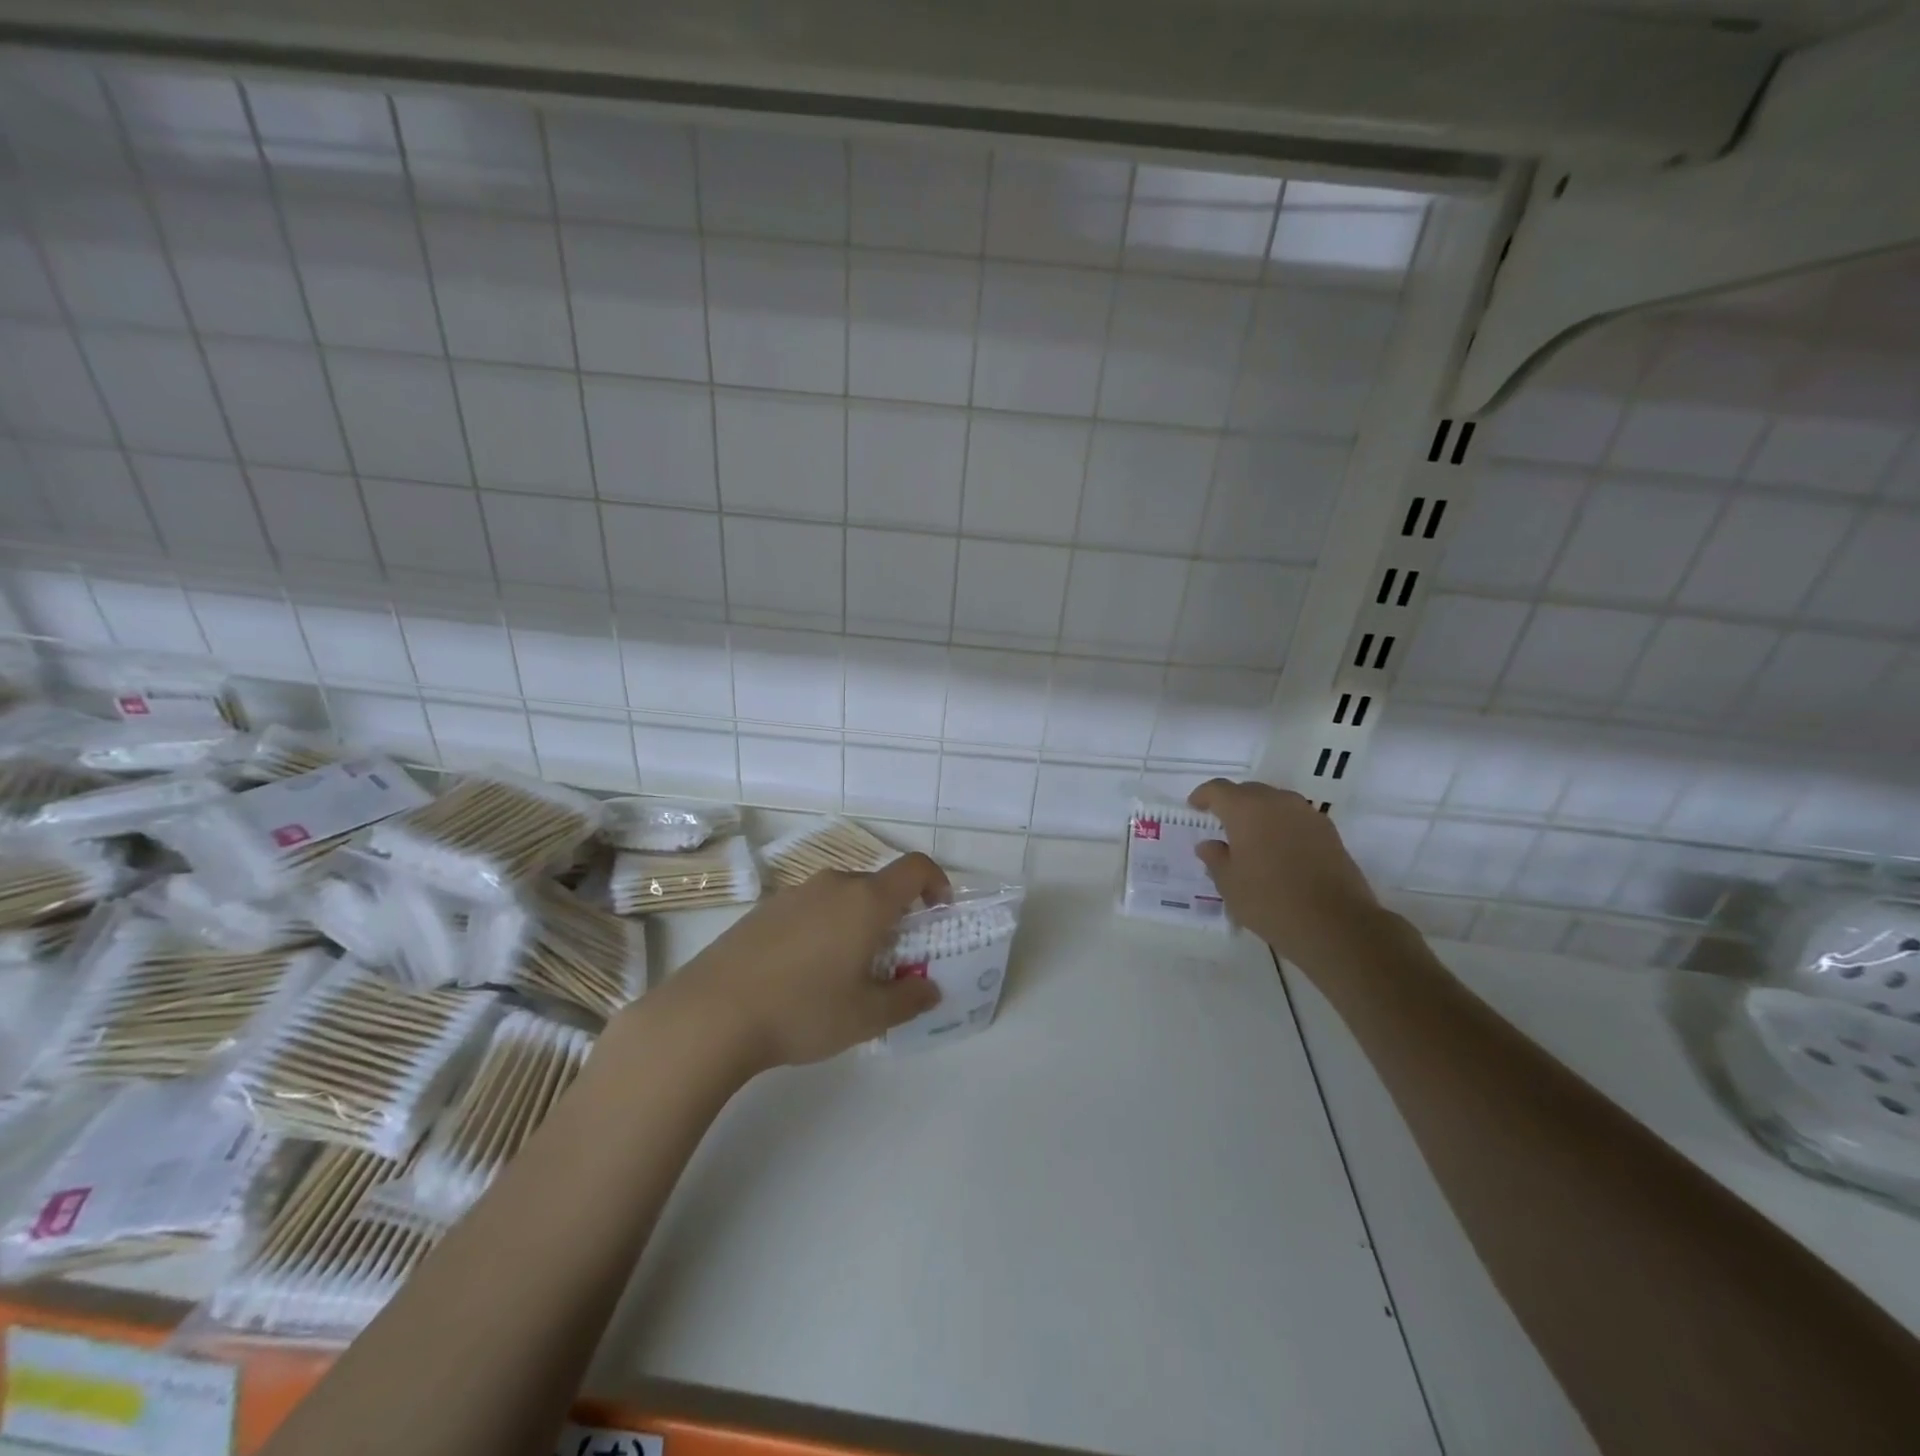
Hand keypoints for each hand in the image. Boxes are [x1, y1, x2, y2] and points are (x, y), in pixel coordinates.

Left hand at [664, 853, 951, 1070]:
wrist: (710, 1014)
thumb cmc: (802, 1010)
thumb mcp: (866, 1016)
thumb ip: (908, 999)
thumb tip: (930, 988)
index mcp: (865, 901)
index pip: (915, 868)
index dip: (936, 882)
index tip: (937, 913)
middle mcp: (832, 884)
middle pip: (877, 885)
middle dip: (894, 915)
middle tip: (891, 960)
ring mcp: (793, 894)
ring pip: (841, 897)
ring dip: (856, 923)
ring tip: (845, 971)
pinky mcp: (762, 910)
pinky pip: (809, 909)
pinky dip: (822, 928)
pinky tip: (802, 973)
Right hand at [1188, 779, 1385, 965]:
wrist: (1335, 923)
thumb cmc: (1269, 901)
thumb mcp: (1229, 884)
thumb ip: (1215, 859)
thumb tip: (1209, 845)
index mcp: (1245, 809)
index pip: (1217, 790)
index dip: (1203, 796)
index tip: (1195, 807)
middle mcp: (1277, 802)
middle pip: (1248, 791)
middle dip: (1232, 803)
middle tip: (1222, 824)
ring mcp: (1307, 814)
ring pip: (1275, 802)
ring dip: (1260, 813)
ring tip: (1251, 838)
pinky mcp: (1329, 831)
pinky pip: (1296, 818)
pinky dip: (1282, 826)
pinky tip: (1279, 850)